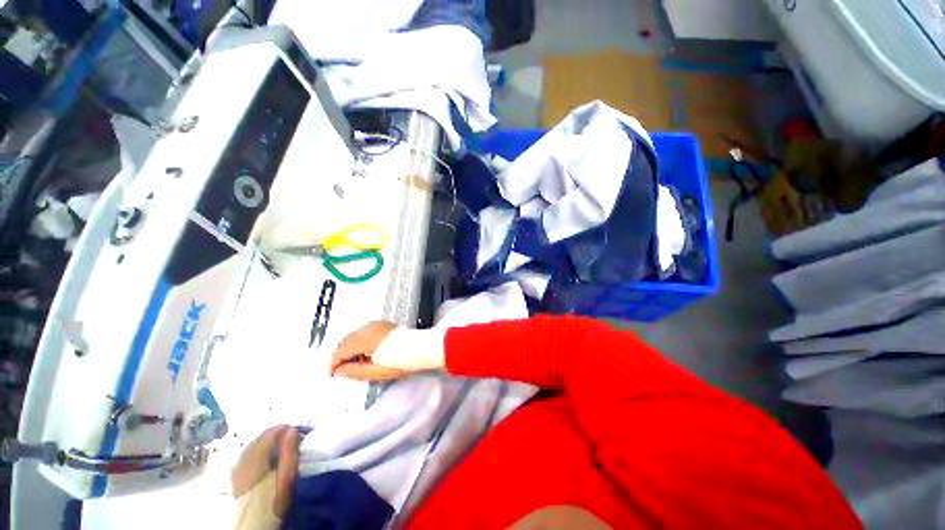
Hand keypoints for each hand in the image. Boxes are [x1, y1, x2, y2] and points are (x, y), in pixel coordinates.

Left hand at [231, 425, 298, 518]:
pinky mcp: (235, 474)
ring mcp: (237, 466)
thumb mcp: (287, 476)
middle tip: (291, 437)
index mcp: (256, 457)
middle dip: (276, 434)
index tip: (298, 430)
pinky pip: (247, 453)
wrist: (254, 522)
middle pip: (260, 438)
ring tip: (280, 446)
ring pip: (253, 444)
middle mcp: (243, 458)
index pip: (270, 433)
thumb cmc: (274, 498)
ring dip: (267, 441)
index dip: (285, 428)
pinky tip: (265, 456)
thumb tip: (293, 430)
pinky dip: (258, 449)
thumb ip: (289, 451)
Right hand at [330, 321, 405, 380]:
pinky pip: (364, 332)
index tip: (331, 374)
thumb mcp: (374, 371)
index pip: (340, 350)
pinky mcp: (382, 324)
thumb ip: (353, 371)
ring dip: (350, 349)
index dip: (333, 364)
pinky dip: (360, 343)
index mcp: (364, 339)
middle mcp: (368, 328)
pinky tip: (366, 353)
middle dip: (340, 356)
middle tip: (342, 370)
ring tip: (356, 363)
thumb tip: (339, 371)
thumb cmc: (400, 361)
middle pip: (345, 341)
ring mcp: (375, 324)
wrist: (420, 348)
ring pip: (354, 336)